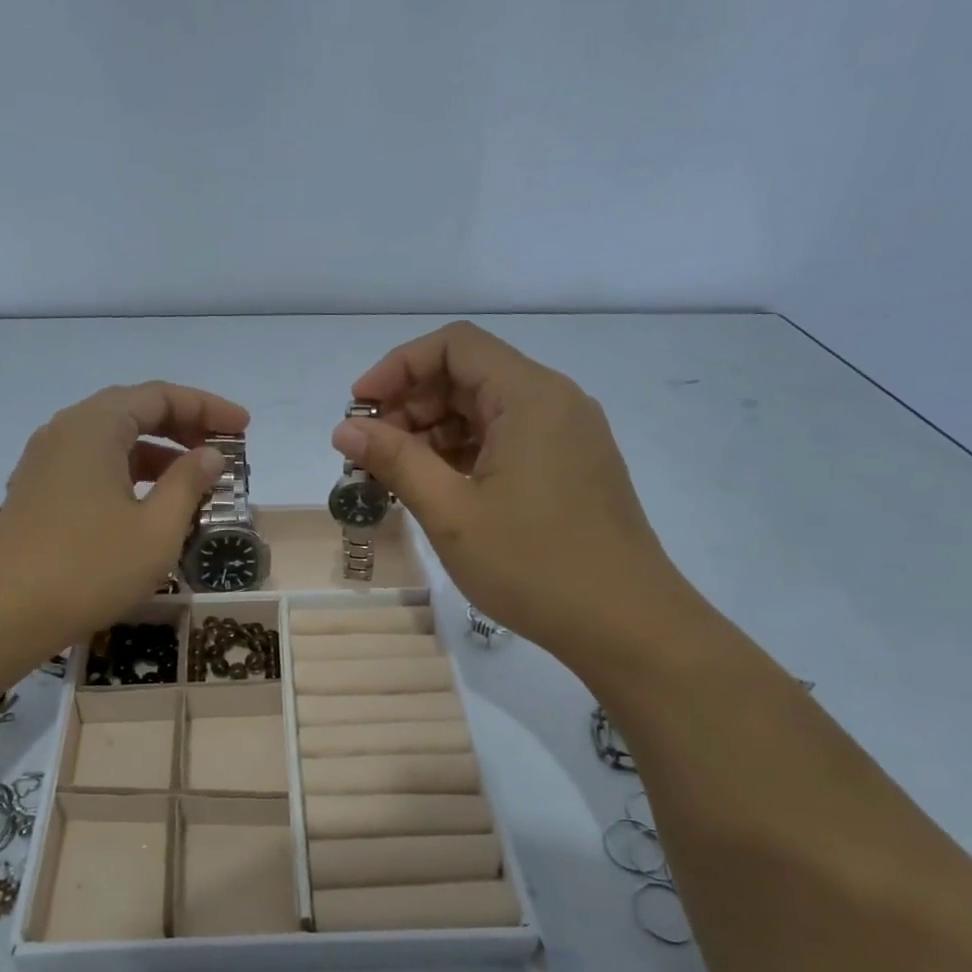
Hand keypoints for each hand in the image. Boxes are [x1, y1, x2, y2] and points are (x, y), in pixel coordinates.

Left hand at [0, 382, 246, 651]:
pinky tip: (150, 503)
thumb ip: (188, 483)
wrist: (5, 613)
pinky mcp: (38, 490)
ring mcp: (46, 461)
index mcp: (95, 426)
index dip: (207, 407)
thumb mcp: (156, 529)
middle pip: (133, 411)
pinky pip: (93, 464)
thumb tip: (210, 455)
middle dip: (183, 426)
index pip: (160, 396)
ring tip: (194, 480)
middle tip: (222, 449)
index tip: (243, 427)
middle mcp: (66, 430)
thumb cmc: (90, 568)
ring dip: (157, 452)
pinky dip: (129, 472)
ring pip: (112, 440)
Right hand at [335, 322, 697, 669]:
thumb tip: (345, 428)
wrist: (626, 625)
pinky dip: (464, 454)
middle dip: (410, 404)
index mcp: (530, 396)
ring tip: (394, 476)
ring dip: (433, 433)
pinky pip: (506, 441)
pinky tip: (436, 488)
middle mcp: (554, 402)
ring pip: (486, 411)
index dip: (398, 366)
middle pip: (468, 376)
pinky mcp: (570, 467)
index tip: (359, 409)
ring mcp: (567, 436)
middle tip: (369, 453)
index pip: (454, 345)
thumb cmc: (534, 566)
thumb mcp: (452, 513)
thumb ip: (395, 460)